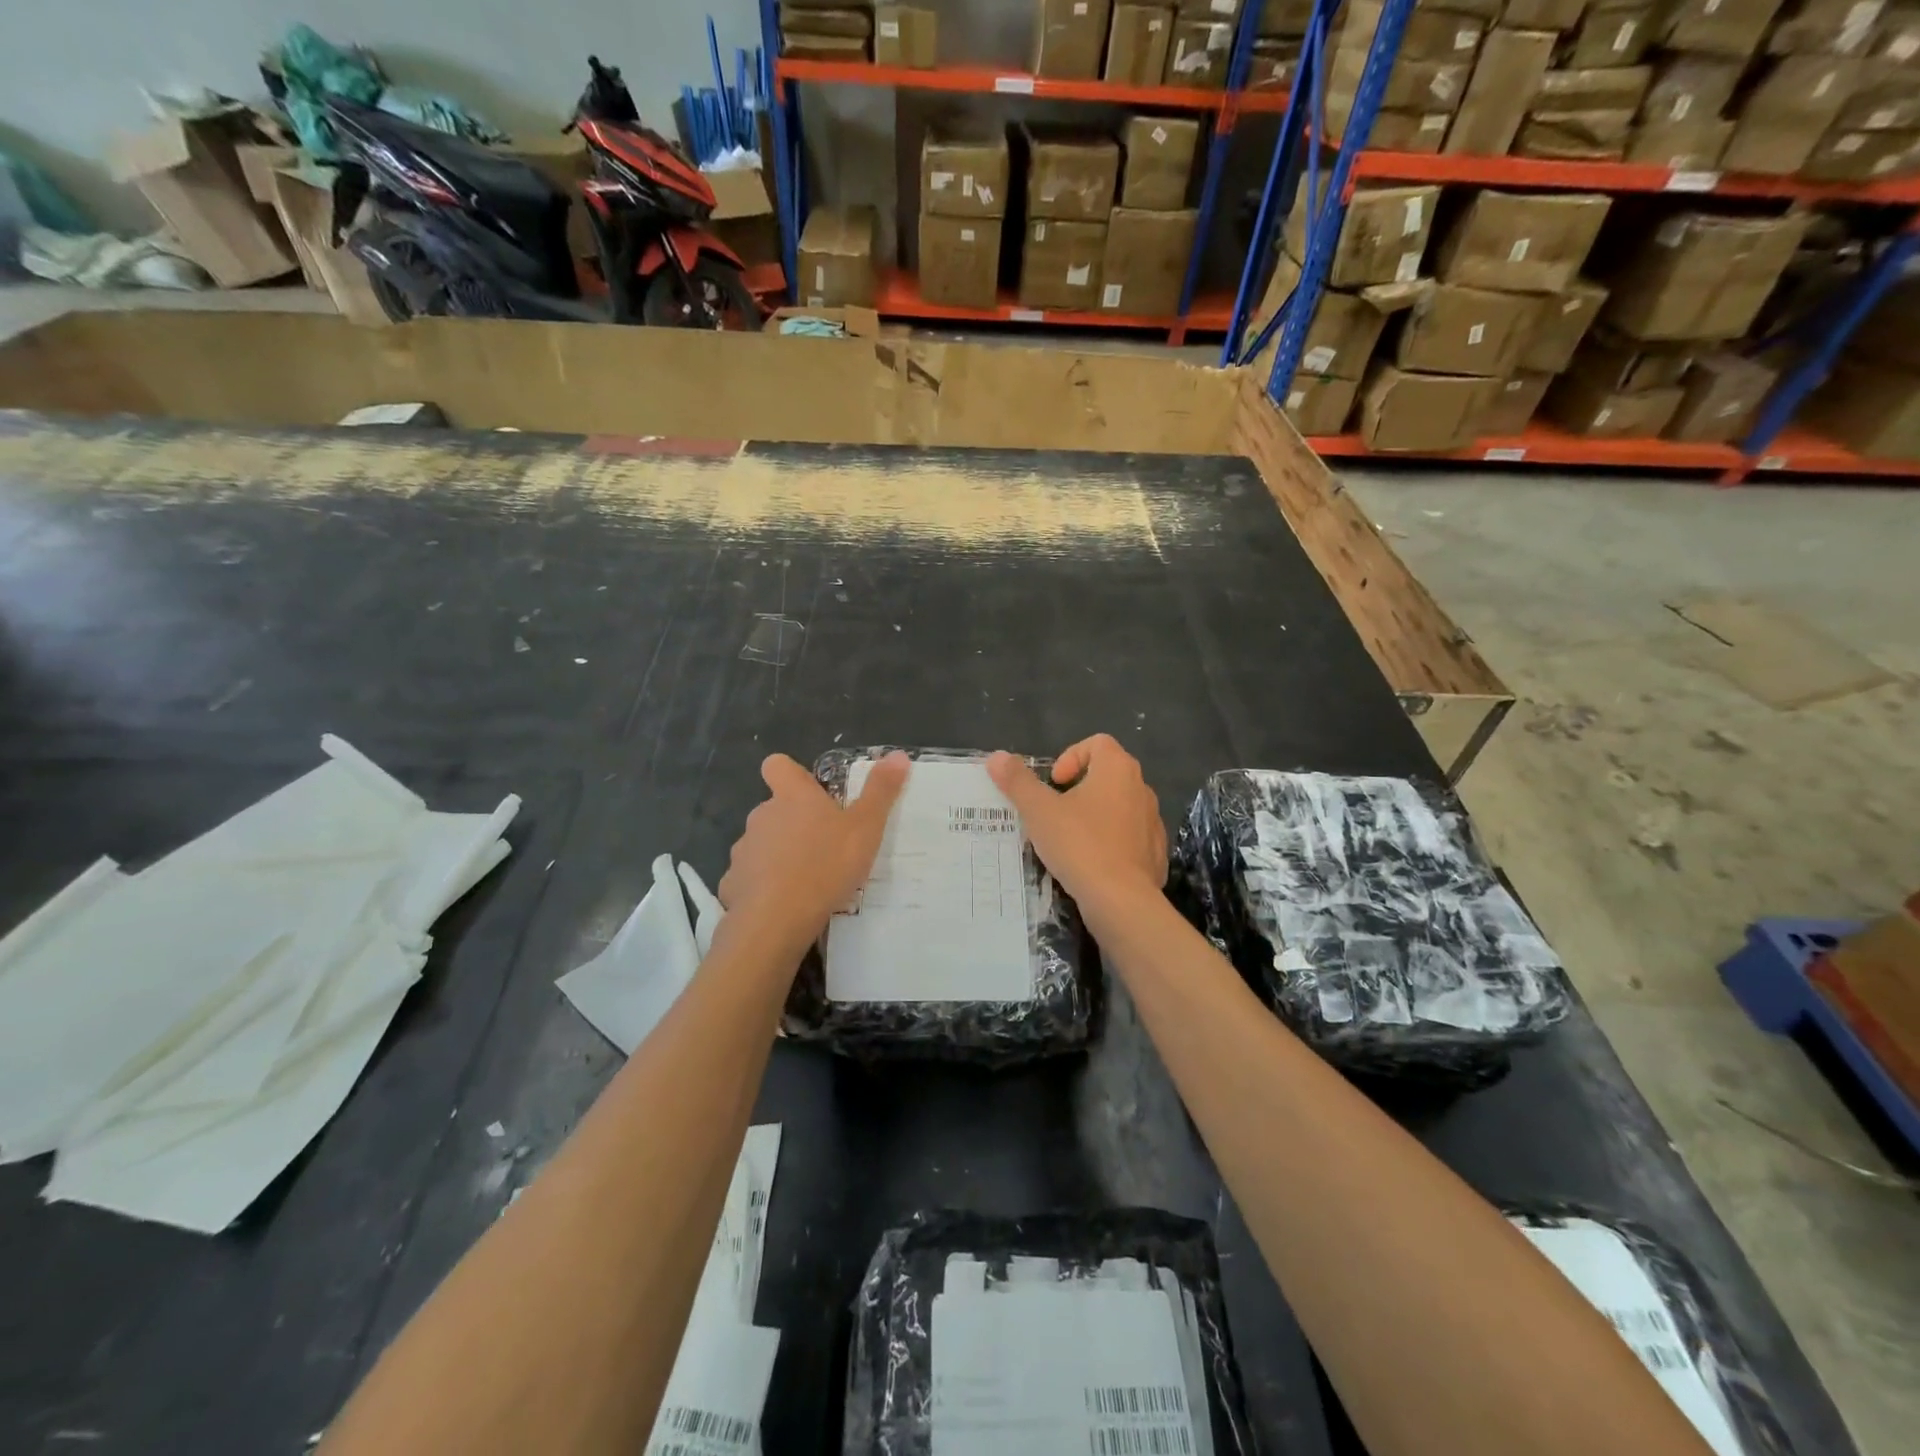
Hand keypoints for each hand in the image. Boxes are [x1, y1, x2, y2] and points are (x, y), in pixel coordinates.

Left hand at [718, 752, 910, 941]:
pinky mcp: (733, 884)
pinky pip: (750, 878)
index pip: (777, 765)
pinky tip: (784, 905)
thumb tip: (898, 755)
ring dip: (780, 854)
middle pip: (774, 808)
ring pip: (762, 844)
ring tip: (808, 879)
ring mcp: (744, 850)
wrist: (776, 919)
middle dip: (794, 822)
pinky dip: (765, 886)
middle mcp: (762, 816)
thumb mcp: (866, 827)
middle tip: (825, 845)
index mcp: (793, 797)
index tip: (811, 791)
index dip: (792, 773)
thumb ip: (881, 791)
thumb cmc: (826, 865)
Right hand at [987, 736, 1166, 902]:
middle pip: (1109, 773)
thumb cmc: (1079, 844)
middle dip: (1080, 787)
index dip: (1071, 756)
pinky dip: (1112, 841)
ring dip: (1096, 814)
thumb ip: (1018, 781)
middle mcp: (1142, 788)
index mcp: (1118, 769)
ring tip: (1071, 838)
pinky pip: (1131, 836)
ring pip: (1120, 806)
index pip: (1098, 743)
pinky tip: (1092, 863)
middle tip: (1056, 810)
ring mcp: (1153, 821)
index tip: (1054, 783)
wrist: (1121, 900)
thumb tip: (997, 757)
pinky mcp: (1156, 852)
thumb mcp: (1038, 811)